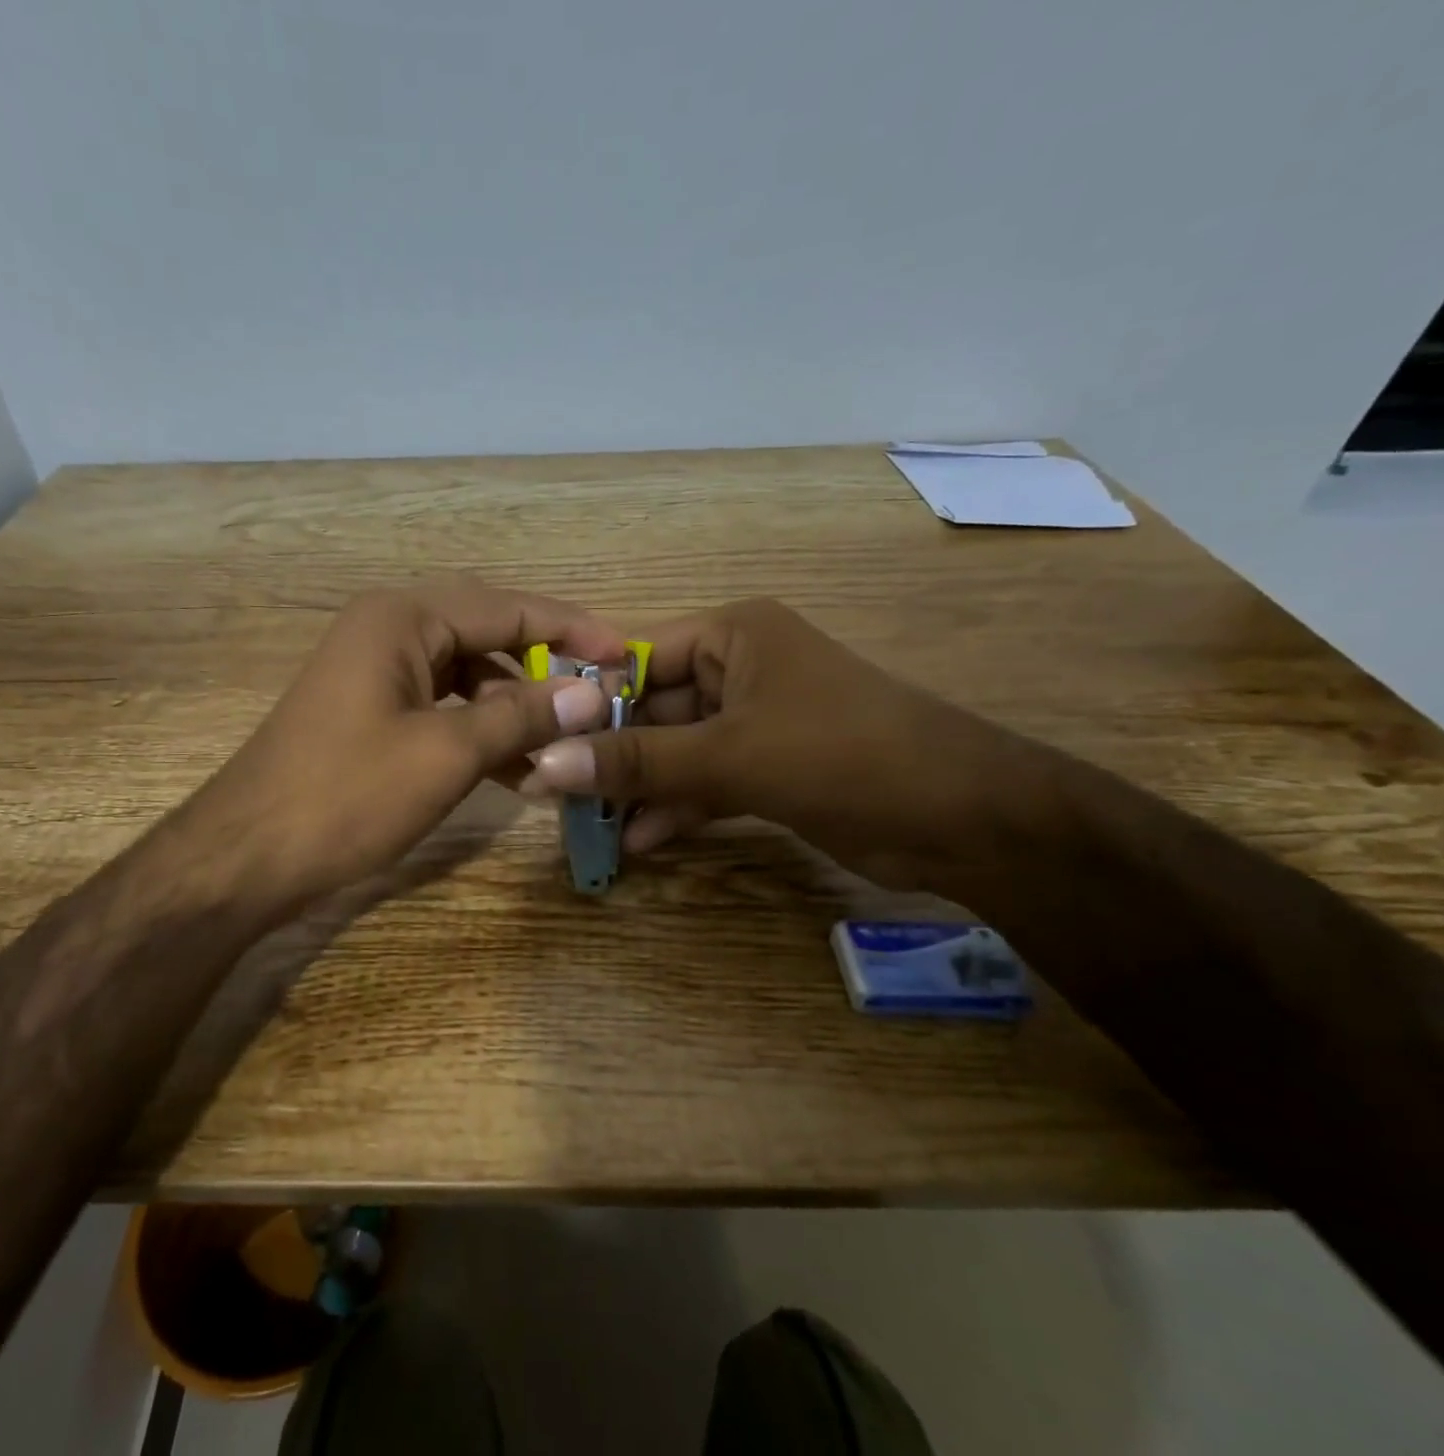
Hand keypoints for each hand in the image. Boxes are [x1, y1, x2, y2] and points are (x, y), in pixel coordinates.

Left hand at [180, 578, 624, 916]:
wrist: (247, 856)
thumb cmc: (346, 795)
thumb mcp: (445, 754)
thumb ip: (521, 716)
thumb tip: (594, 694)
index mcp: (403, 618)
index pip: (507, 607)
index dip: (572, 630)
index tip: (626, 656)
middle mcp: (388, 629)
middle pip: (487, 635)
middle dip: (544, 669)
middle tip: (599, 699)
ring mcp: (375, 671)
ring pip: (466, 677)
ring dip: (513, 709)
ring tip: (562, 748)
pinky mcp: (369, 711)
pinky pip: (440, 707)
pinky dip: (478, 732)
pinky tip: (515, 771)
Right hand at [522, 598, 994, 863]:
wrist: (964, 818)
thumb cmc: (842, 755)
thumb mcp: (730, 756)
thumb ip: (636, 762)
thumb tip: (541, 764)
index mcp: (734, 636)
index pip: (638, 658)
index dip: (588, 702)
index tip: (539, 742)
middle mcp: (741, 669)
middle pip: (654, 710)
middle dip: (611, 755)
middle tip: (556, 794)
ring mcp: (756, 721)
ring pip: (677, 751)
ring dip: (639, 788)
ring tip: (589, 826)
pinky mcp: (770, 767)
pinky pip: (705, 781)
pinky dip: (676, 808)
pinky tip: (640, 841)